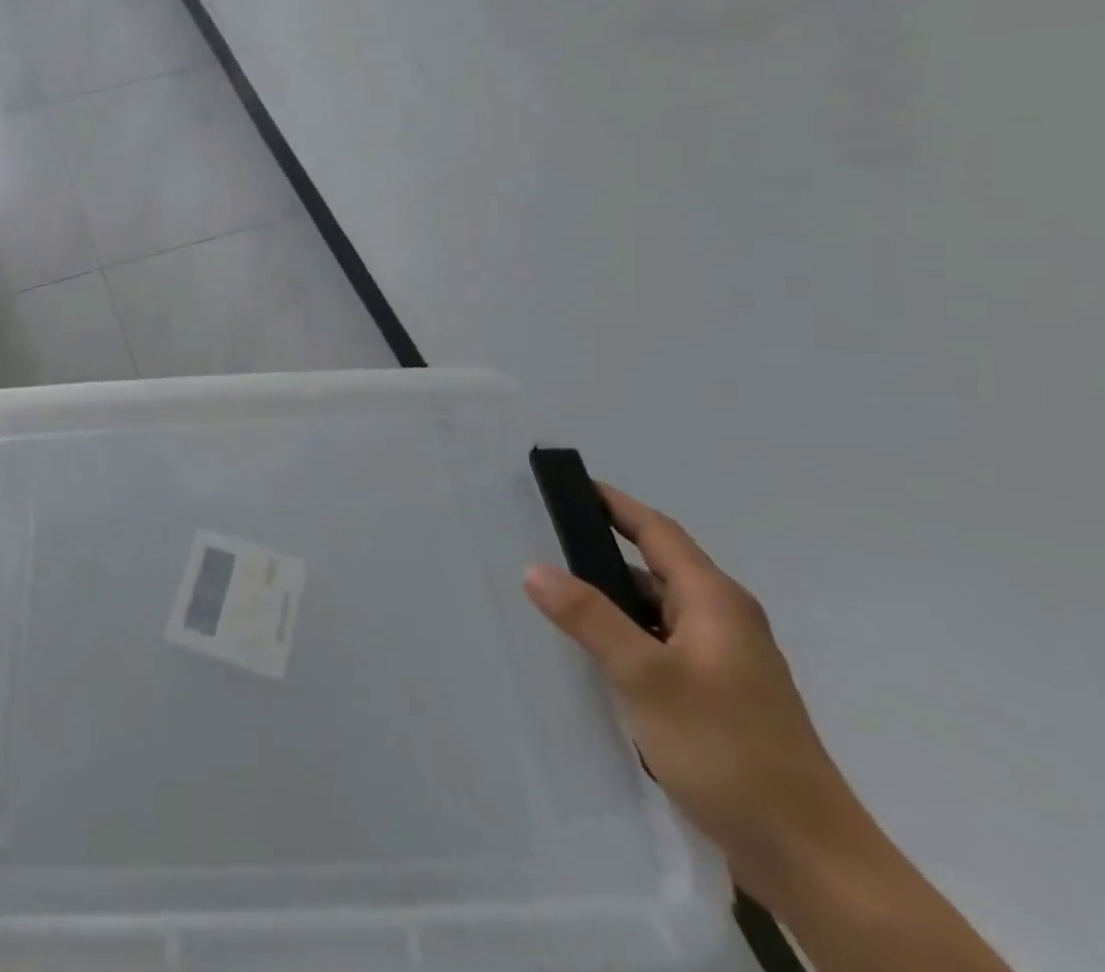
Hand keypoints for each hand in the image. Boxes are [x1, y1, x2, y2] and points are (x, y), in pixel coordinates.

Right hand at [522, 483, 865, 899]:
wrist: (812, 862)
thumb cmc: (729, 751)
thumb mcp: (647, 678)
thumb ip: (589, 618)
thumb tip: (534, 568)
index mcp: (715, 602)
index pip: (657, 532)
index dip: (614, 504)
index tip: (571, 484)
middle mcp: (724, 622)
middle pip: (654, 568)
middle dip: (602, 551)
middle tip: (543, 540)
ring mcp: (725, 663)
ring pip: (655, 611)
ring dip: (610, 600)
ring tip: (554, 597)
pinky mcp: (720, 699)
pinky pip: (660, 646)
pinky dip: (625, 637)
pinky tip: (593, 658)